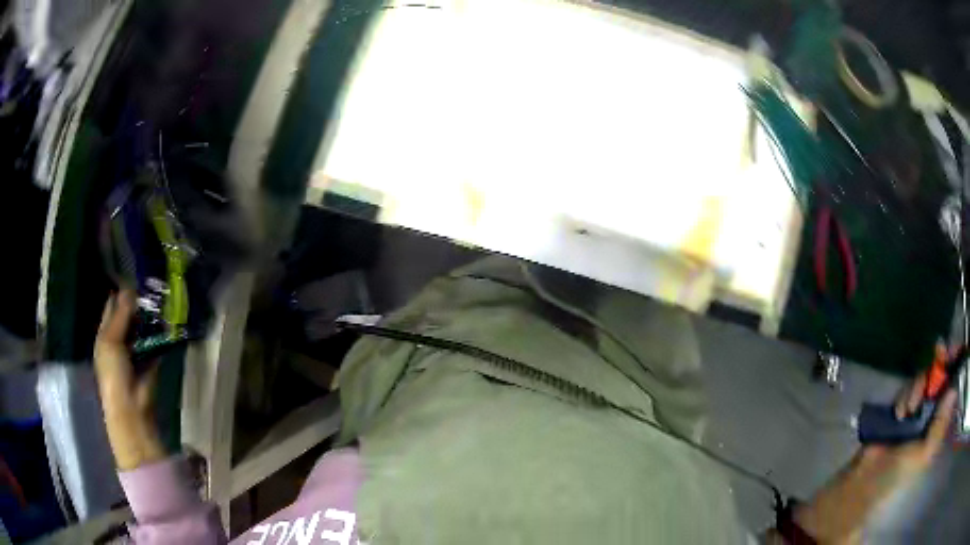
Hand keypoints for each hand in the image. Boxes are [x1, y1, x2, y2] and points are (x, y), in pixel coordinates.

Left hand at [95, 290, 165, 470]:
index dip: (120, 291)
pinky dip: (161, 336)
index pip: (111, 307)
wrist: (131, 409)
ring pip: (142, 329)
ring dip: (150, 318)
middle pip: (128, 316)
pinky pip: (155, 344)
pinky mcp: (150, 363)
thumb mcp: (111, 341)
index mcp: (104, 334)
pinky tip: (169, 322)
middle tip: (153, 284)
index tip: (134, 275)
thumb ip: (120, 315)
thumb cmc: (113, 373)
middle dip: (138, 303)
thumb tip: (130, 287)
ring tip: (163, 298)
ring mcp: (135, 352)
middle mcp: (118, 340)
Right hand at [855, 371, 957, 493]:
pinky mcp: (901, 407)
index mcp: (939, 423)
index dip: (953, 368)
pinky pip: (907, 387)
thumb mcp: (923, 454)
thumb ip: (939, 425)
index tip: (950, 353)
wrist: (867, 481)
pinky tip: (899, 412)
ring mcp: (916, 410)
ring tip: (906, 411)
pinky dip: (904, 395)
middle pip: (939, 377)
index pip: (951, 389)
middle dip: (935, 370)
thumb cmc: (899, 473)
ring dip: (917, 388)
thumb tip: (953, 390)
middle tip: (933, 362)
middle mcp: (931, 413)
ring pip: (924, 380)